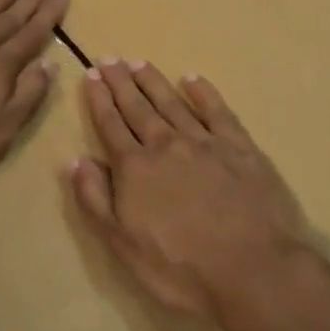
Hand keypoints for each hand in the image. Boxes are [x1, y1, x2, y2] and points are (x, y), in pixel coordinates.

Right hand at [69, 60, 324, 330]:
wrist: (254, 271)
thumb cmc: (181, 268)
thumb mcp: (123, 244)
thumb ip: (96, 200)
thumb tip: (75, 160)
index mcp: (136, 168)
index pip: (111, 126)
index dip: (99, 100)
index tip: (91, 76)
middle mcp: (167, 146)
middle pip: (139, 108)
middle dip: (121, 83)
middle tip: (110, 59)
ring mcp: (206, 144)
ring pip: (173, 104)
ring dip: (154, 82)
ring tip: (139, 62)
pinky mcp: (242, 149)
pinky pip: (218, 112)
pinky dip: (204, 93)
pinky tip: (193, 80)